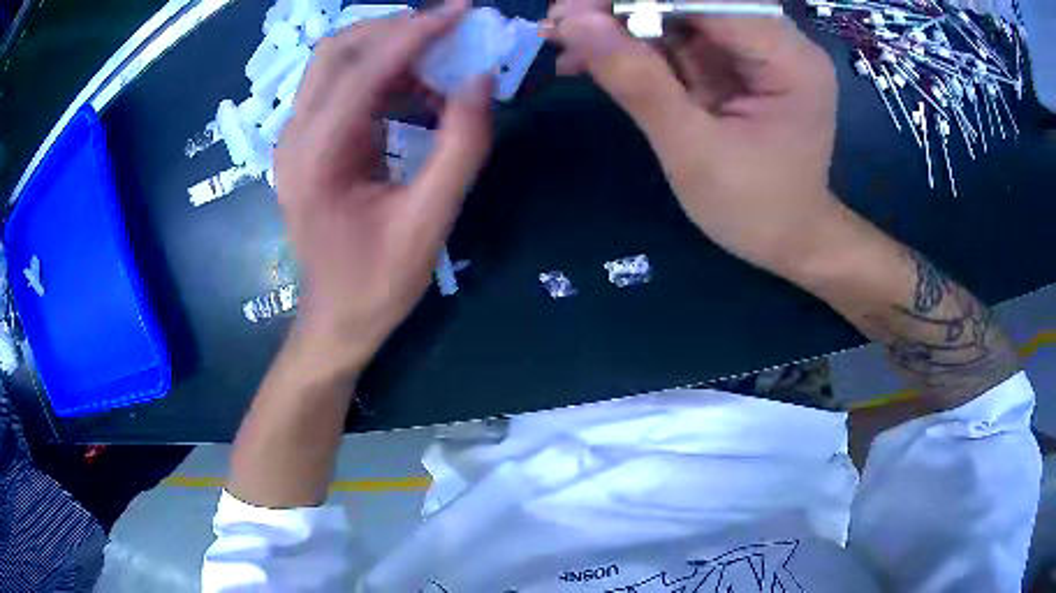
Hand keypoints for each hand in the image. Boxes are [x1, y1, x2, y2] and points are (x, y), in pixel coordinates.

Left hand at [274, 0, 492, 375]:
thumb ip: (461, 147)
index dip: (416, 33)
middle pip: (337, 51)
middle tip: (450, 29)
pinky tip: (421, 95)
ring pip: (337, 64)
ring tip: (444, 64)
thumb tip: (482, 80)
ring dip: (390, 51)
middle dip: (395, 29)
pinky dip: (384, 77)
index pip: (365, 69)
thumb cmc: (378, 283)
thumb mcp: (429, 222)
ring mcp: (296, 139)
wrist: (336, 320)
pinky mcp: (308, 144)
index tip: (462, 11)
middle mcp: (295, 138)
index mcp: (317, 157)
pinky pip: (343, 89)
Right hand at [545, 0, 839, 273]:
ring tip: (564, 42)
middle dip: (622, 7)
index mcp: (789, 60)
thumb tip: (575, 24)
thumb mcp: (692, 152)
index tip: (571, 11)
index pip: (709, 0)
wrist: (788, 241)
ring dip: (619, 24)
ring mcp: (757, 50)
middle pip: (694, 1)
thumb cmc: (753, 210)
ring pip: (679, 14)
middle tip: (560, 24)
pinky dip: (633, 45)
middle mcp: (779, 42)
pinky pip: (679, 38)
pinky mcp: (736, 63)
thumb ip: (638, 82)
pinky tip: (592, 59)